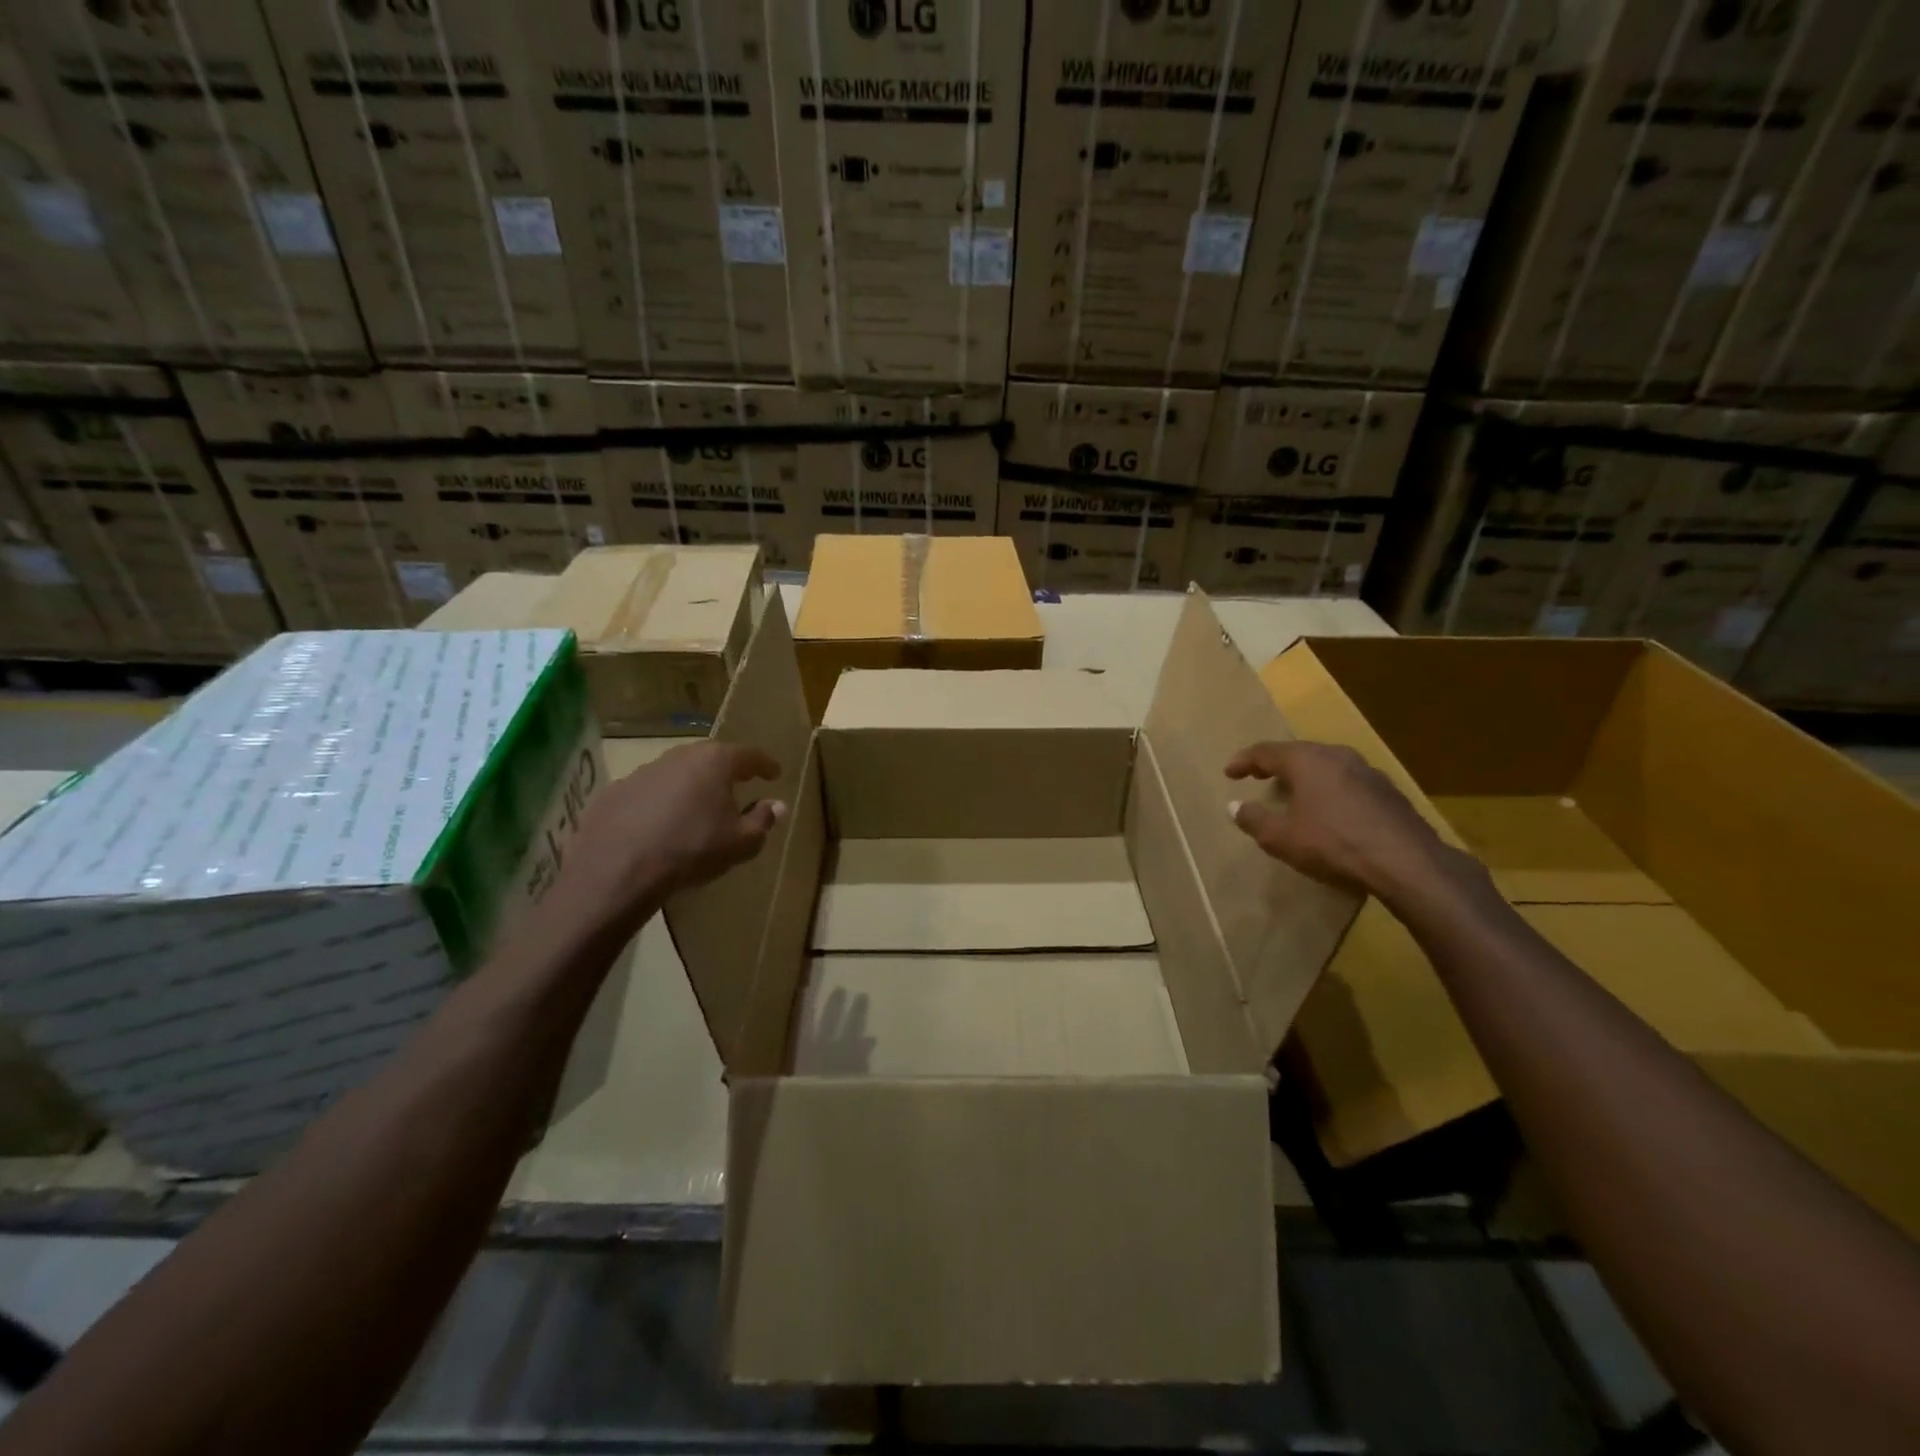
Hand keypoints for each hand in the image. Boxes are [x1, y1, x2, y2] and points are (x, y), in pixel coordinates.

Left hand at [558, 741, 784, 938]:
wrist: (617, 870)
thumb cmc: (692, 850)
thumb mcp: (740, 842)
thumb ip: (763, 820)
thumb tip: (778, 805)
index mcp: (714, 762)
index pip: (748, 755)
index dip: (764, 764)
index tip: (774, 773)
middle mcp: (679, 757)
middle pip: (710, 757)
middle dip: (726, 770)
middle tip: (738, 783)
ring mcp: (642, 772)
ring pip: (676, 772)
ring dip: (690, 785)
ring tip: (697, 806)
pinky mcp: (614, 792)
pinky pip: (647, 792)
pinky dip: (658, 802)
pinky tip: (659, 824)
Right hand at [1225, 740, 1459, 899]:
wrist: (1407, 862)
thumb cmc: (1333, 844)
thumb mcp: (1281, 838)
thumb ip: (1254, 819)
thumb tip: (1234, 806)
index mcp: (1306, 760)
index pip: (1265, 751)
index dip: (1243, 760)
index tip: (1229, 773)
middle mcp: (1336, 756)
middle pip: (1298, 753)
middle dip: (1275, 764)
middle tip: (1259, 776)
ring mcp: (1367, 771)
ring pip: (1326, 765)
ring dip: (1305, 776)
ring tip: (1293, 792)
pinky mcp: (1388, 791)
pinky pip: (1347, 782)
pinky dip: (1329, 789)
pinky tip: (1330, 810)